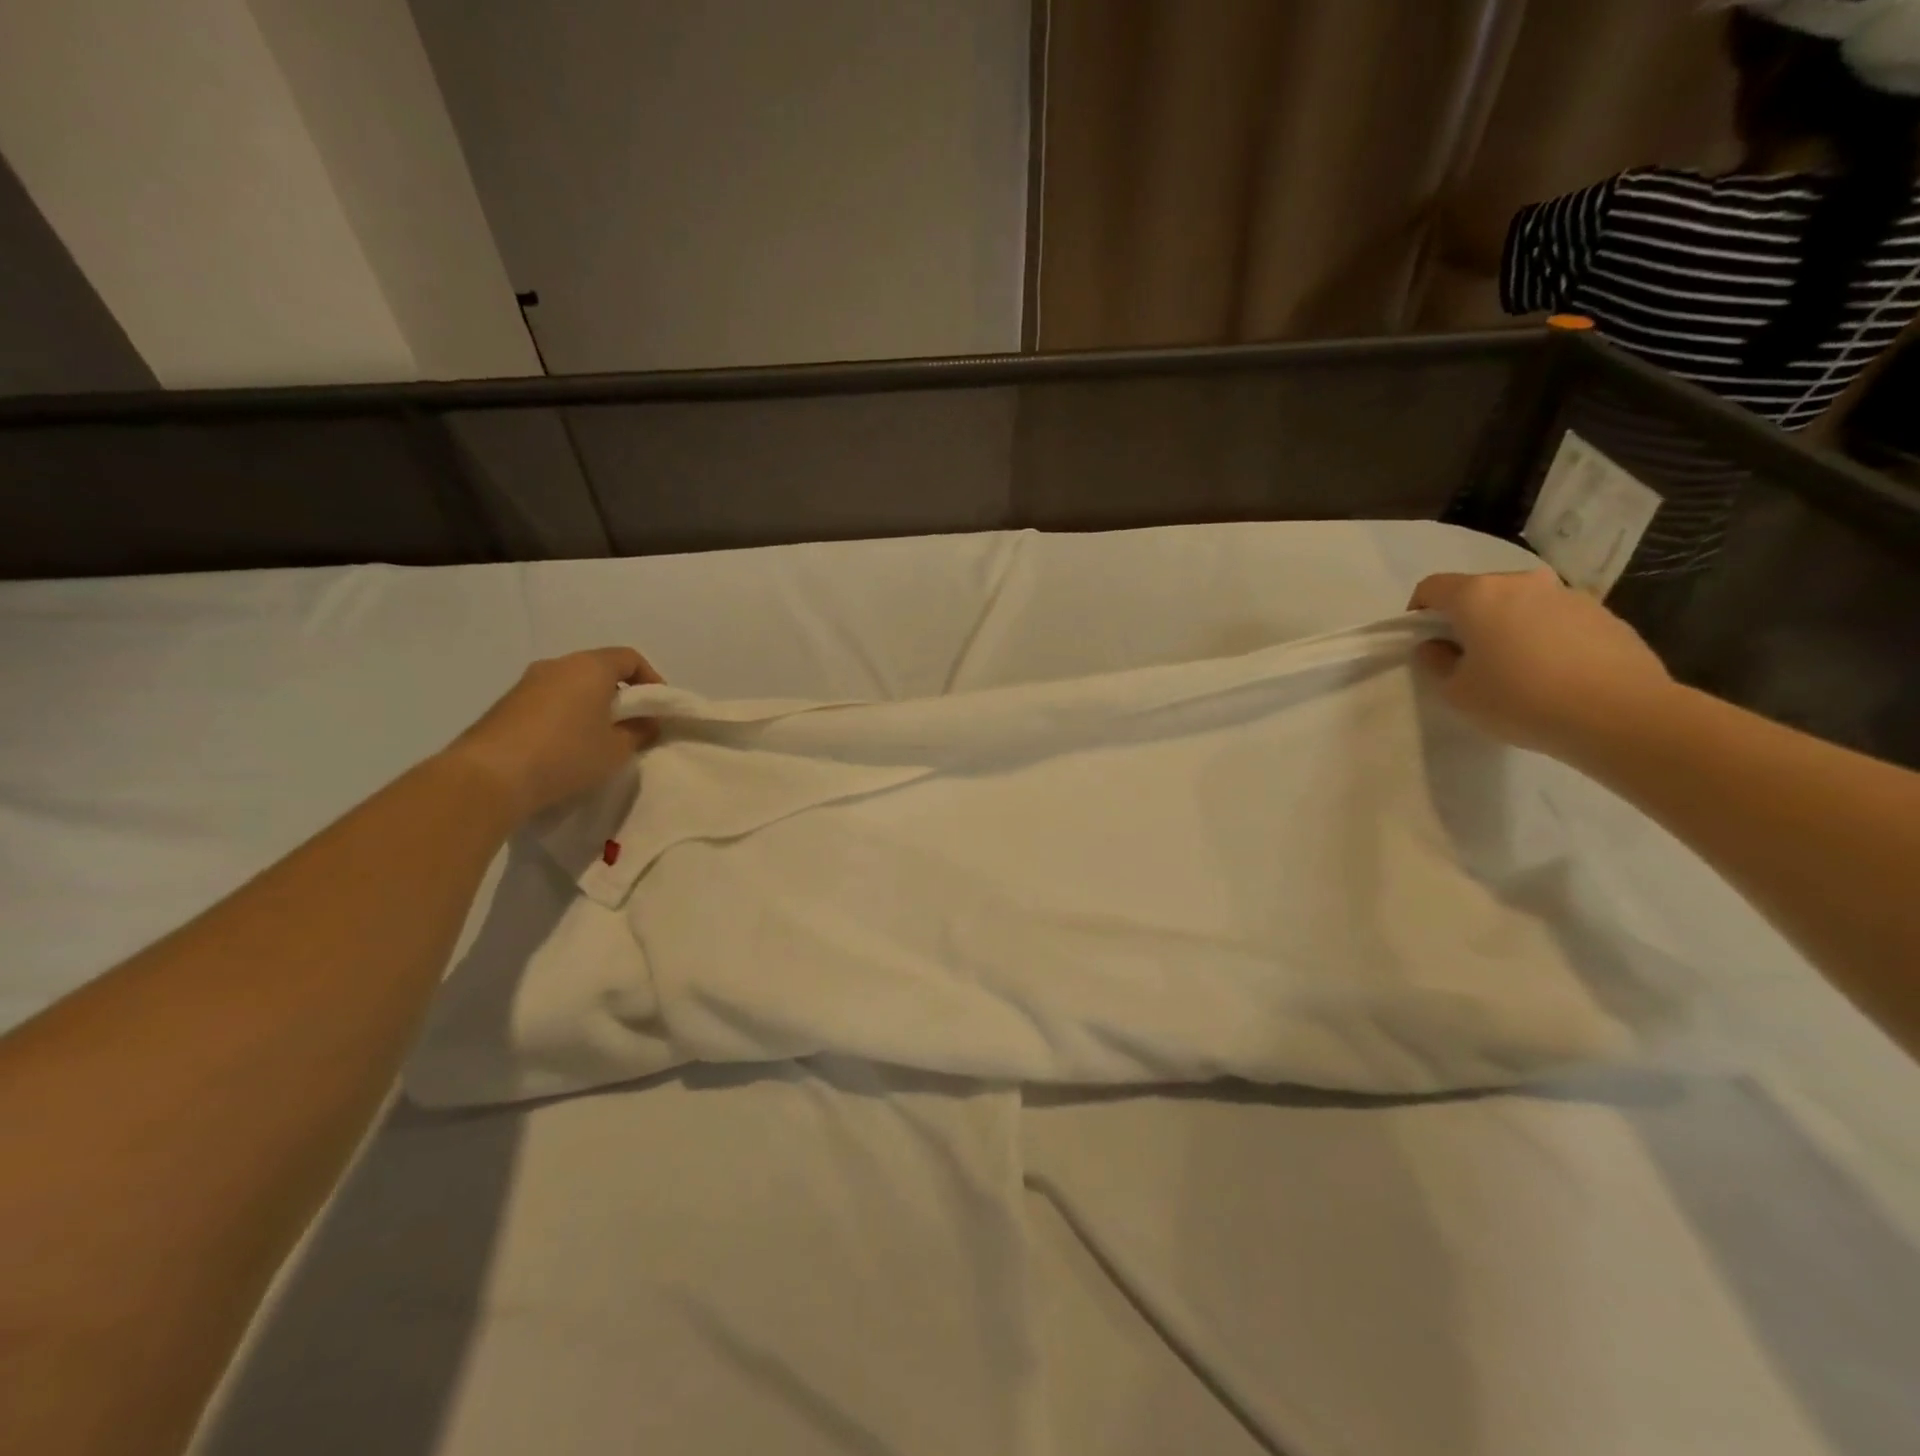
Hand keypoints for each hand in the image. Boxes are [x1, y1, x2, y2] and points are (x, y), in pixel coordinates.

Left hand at [445, 647, 661, 821]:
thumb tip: (645, 723)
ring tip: (600, 739)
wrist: (489, 776)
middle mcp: (557, 665)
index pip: (630, 658)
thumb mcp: (617, 750)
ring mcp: (527, 683)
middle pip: (599, 669)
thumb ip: (639, 732)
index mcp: (589, 667)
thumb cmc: (566, 755)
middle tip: (632, 725)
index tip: (657, 709)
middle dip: (621, 694)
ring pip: (572, 686)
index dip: (651, 680)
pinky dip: (566, 716)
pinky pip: (549, 701)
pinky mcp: (507, 705)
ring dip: (591, 706)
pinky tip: (567, 747)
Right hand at [1408, 569, 1673, 761]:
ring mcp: (1569, 595)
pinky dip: (1545, 637)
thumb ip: (1437, 662)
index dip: (1418, 612)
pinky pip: (1557, 619)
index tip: (1424, 642)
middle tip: (1468, 659)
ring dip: (1508, 626)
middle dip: (1466, 619)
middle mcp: (1523, 583)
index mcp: (1479, 595)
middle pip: (1479, 591)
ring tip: (1516, 669)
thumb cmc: (1520, 699)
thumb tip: (1437, 645)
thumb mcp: (1456, 692)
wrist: (1619, 714)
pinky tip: (1554, 674)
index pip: (1432, 587)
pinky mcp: (1604, 614)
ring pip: (1521, 604)